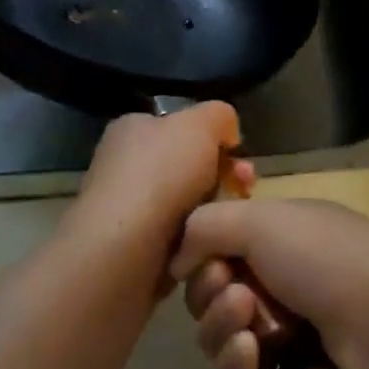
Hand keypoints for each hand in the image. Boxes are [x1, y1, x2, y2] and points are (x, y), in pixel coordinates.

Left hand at [68, 104, 250, 256]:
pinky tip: (209, 247)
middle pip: (189, 167)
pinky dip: (197, 242)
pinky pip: (179, 240)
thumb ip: (219, 116)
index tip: (239, 156)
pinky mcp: (134, 249)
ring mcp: (128, 209)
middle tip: (246, 188)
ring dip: (214, 212)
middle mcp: (125, 165)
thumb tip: (226, 133)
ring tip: (230, 222)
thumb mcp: (199, 124)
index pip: (181, 127)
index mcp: (132, 129)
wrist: (122, 252)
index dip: (215, 139)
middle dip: (224, 177)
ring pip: (189, 206)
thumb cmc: (159, 175)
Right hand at [171, 198, 368, 368]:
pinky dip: (236, 365)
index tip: (200, 255)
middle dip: (209, 290)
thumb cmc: (328, 261)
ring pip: (218, 335)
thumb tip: (176, 256)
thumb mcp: (262, 221)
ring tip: (246, 324)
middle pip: (210, 289)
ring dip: (219, 327)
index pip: (218, 242)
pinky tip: (249, 355)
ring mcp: (284, 334)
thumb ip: (204, 226)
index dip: (202, 250)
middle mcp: (279, 281)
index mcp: (281, 235)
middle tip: (232, 291)